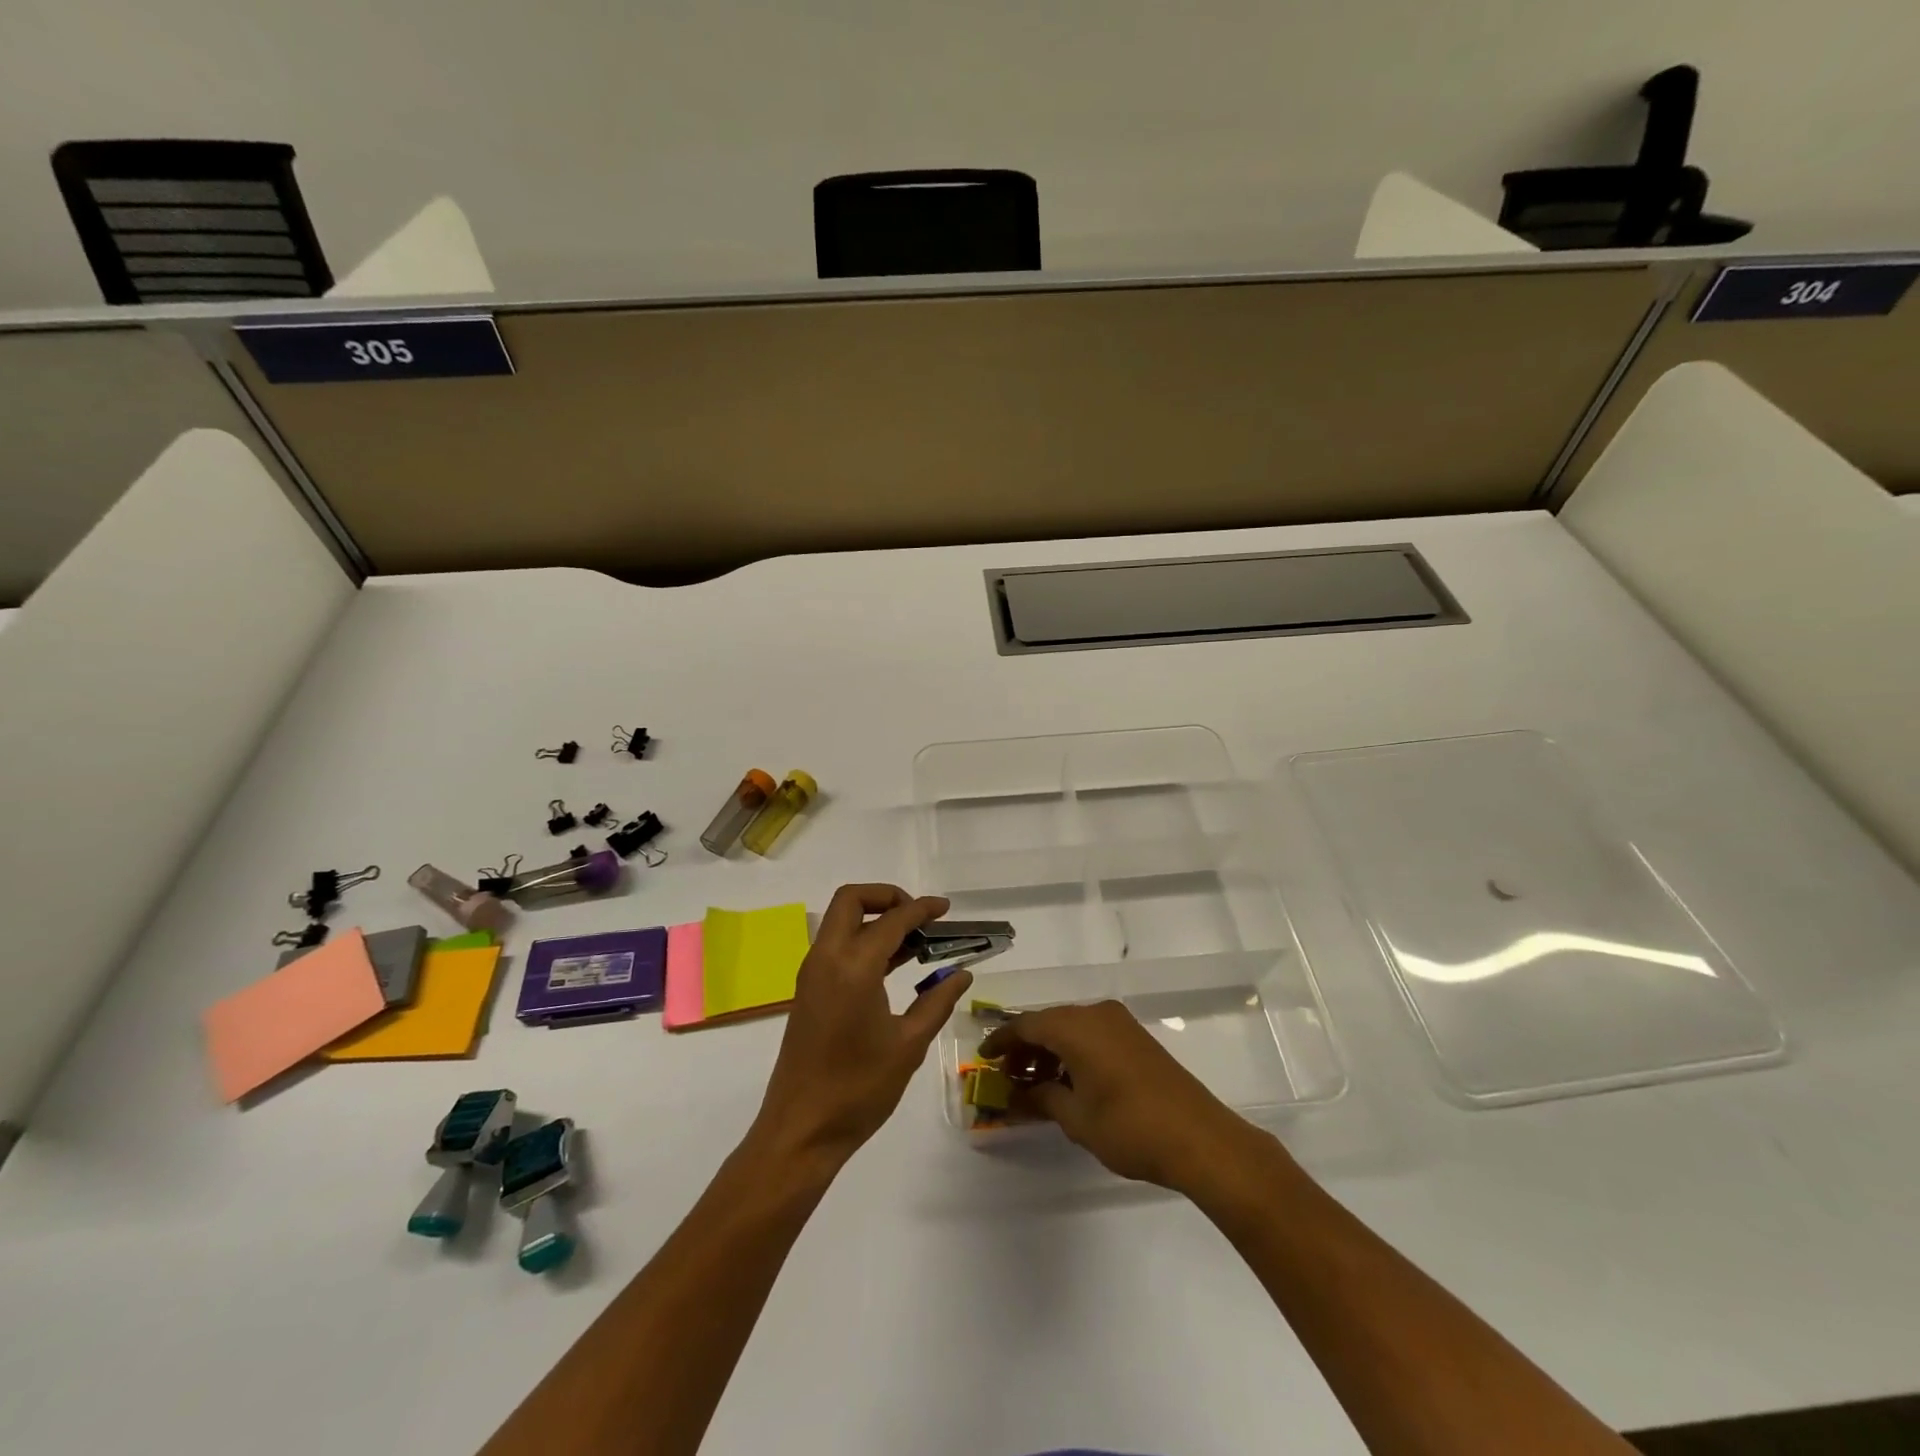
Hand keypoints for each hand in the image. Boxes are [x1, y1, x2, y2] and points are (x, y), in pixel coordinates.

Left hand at [753, 884, 972, 1168]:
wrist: (801, 1131)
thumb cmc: (858, 1089)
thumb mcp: (908, 1045)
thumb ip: (937, 1002)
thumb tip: (961, 974)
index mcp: (853, 967)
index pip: (892, 920)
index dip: (921, 909)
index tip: (945, 910)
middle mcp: (827, 958)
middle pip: (852, 900)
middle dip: (887, 897)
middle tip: (920, 919)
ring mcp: (813, 974)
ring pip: (841, 921)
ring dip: (875, 919)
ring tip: (916, 942)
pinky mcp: (809, 991)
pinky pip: (836, 947)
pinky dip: (863, 941)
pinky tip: (894, 966)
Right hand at [982, 1001, 1270, 1191]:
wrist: (1199, 1138)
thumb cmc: (1129, 1127)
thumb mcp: (1076, 1119)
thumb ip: (1041, 1100)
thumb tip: (1015, 1096)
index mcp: (1076, 1026)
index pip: (1027, 1024)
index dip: (1002, 1041)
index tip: (984, 1058)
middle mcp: (1096, 1014)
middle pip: (1049, 1022)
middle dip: (1025, 1047)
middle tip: (1007, 1076)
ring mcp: (1120, 1023)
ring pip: (1071, 1028)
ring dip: (1049, 1050)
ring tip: (1035, 1083)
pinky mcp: (1136, 1038)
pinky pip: (1092, 1034)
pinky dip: (1073, 1051)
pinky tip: (1068, 1081)